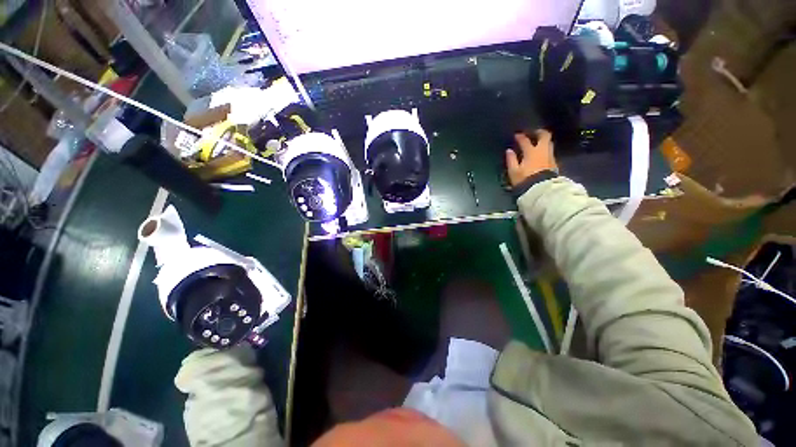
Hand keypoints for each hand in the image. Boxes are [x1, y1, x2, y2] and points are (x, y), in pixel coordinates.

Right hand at [505, 130, 557, 186]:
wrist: (542, 190)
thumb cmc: (525, 180)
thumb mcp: (514, 171)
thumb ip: (511, 159)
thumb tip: (509, 151)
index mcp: (531, 152)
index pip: (525, 140)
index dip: (520, 137)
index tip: (516, 135)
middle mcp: (543, 151)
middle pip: (545, 136)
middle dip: (539, 132)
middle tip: (533, 133)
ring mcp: (550, 156)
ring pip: (549, 143)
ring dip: (543, 141)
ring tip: (537, 143)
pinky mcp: (554, 163)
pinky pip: (550, 152)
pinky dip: (545, 150)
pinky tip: (540, 154)